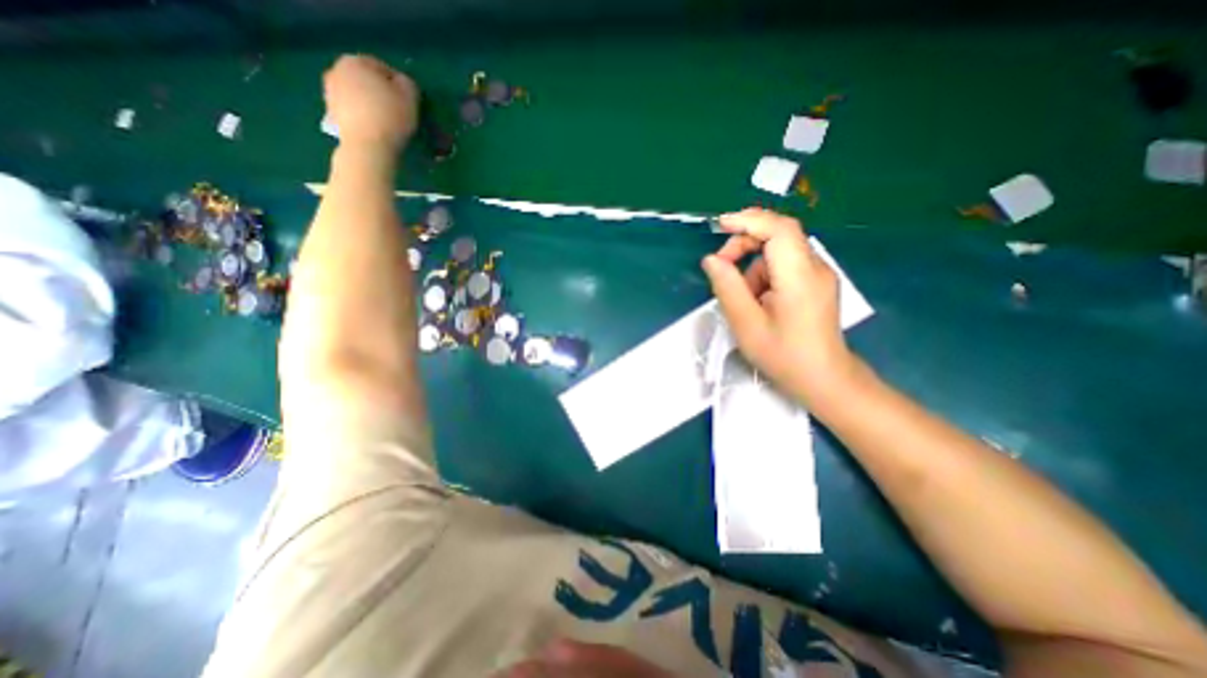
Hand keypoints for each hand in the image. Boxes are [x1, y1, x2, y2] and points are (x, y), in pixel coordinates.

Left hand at [320, 52, 419, 149]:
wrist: (367, 146)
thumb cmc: (390, 117)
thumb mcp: (410, 98)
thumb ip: (407, 84)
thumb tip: (401, 83)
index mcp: (355, 61)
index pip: (382, 68)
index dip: (398, 84)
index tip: (408, 101)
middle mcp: (336, 70)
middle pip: (365, 80)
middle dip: (380, 92)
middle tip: (397, 111)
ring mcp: (330, 92)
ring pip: (357, 95)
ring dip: (369, 104)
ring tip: (386, 122)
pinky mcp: (330, 114)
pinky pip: (351, 111)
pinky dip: (362, 117)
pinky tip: (374, 130)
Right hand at [700, 207, 858, 404]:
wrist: (824, 379)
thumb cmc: (784, 356)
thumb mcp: (746, 324)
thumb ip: (727, 287)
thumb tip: (711, 260)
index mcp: (800, 276)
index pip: (779, 230)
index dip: (749, 221)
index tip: (720, 225)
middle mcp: (815, 267)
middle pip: (779, 234)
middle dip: (745, 243)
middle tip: (722, 267)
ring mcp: (818, 274)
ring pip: (779, 251)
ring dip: (753, 265)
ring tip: (743, 299)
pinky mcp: (816, 282)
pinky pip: (785, 265)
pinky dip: (764, 275)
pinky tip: (759, 301)